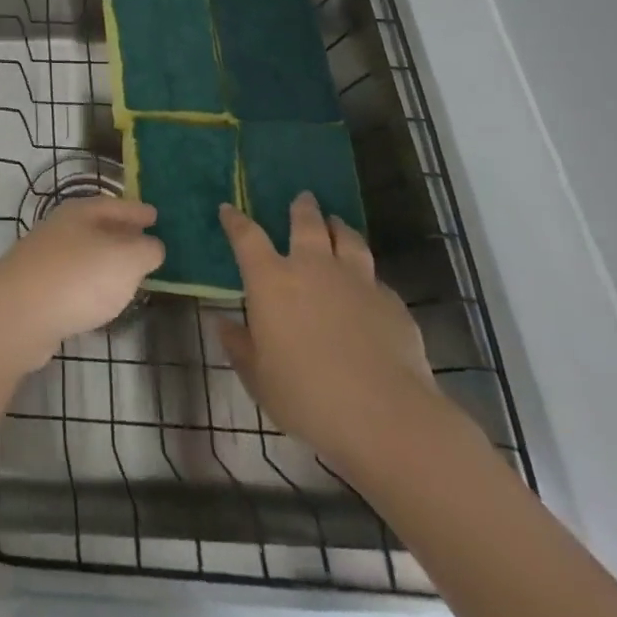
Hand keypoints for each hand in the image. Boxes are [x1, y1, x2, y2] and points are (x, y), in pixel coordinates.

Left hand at [0, 196, 163, 381]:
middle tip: (147, 241)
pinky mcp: (38, 287)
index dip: (137, 210)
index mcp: (81, 212)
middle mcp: (61, 228)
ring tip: (130, 271)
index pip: (115, 204)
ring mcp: (46, 257)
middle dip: (122, 232)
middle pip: (97, 225)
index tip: (156, 214)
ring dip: (106, 259)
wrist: (19, 313)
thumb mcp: (125, 260)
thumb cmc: (78, 278)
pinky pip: (74, 277)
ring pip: (85, 251)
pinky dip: (92, 282)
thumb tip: (152, 244)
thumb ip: (145, 250)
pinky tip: (101, 298)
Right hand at [216, 193, 451, 473]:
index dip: (236, 220)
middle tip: (303, 198)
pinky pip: (376, 278)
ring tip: (337, 223)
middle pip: (307, 224)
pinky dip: (367, 275)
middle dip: (302, 208)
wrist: (387, 419)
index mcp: (271, 280)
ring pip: (348, 240)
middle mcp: (312, 268)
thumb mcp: (259, 377)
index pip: (246, 236)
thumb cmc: (307, 396)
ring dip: (340, 228)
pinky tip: (368, 285)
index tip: (229, 209)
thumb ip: (240, 347)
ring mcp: (357, 282)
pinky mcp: (392, 304)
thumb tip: (223, 325)